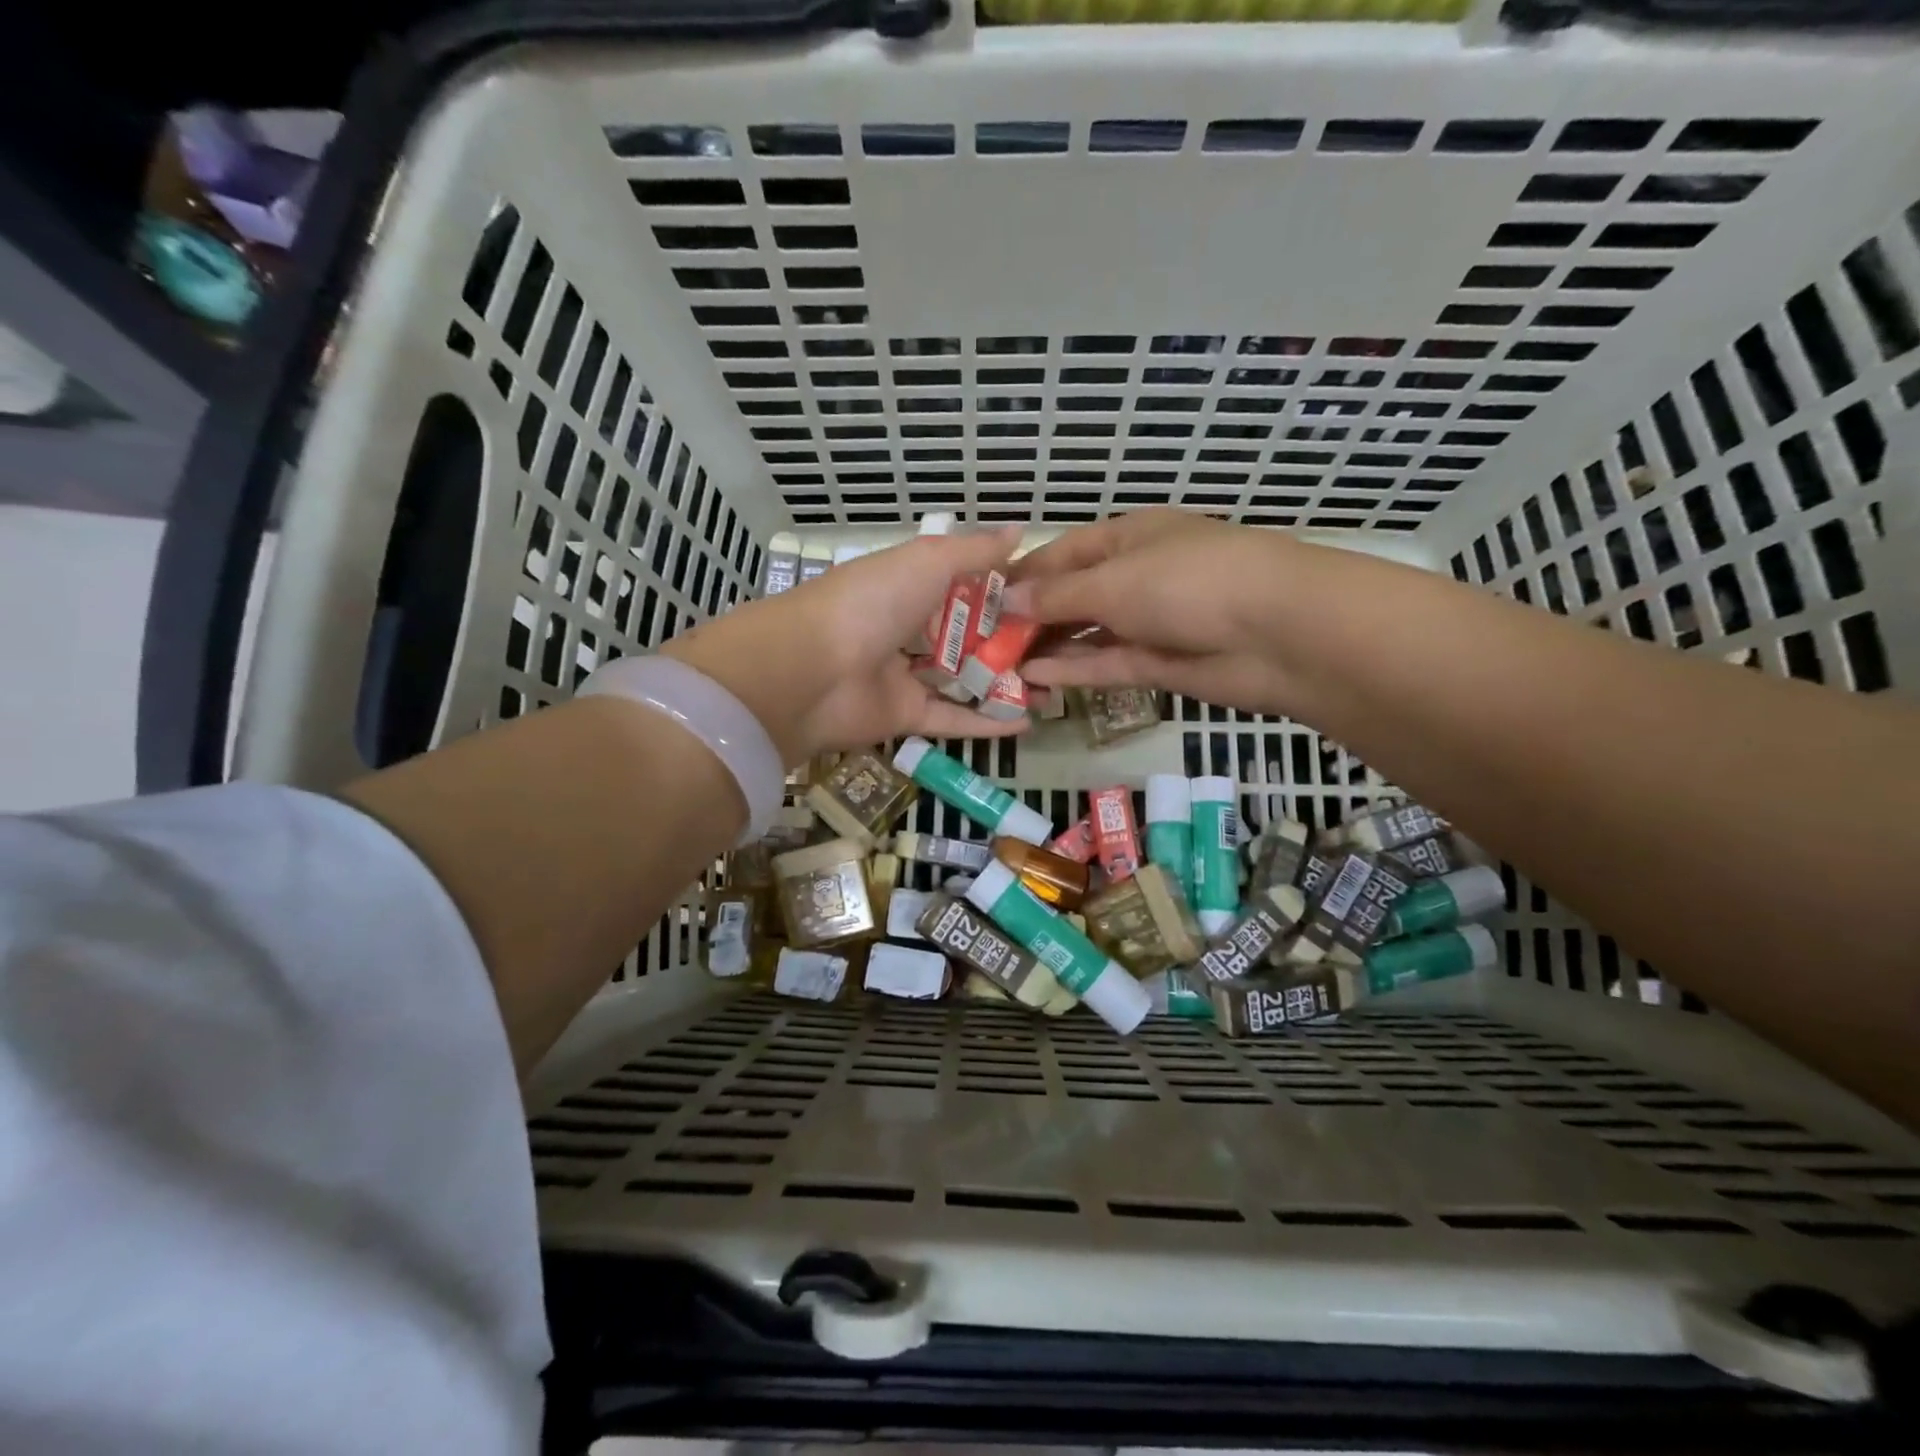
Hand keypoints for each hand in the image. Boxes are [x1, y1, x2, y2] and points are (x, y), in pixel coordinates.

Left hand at [662, 528, 1028, 764]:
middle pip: (966, 636)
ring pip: (962, 679)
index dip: (1004, 591)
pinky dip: (987, 722)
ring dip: (1005, 683)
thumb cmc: (871, 602)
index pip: (964, 586)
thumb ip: (974, 550)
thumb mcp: (926, 560)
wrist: (810, 671)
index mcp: (908, 586)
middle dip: (1010, 642)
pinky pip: (952, 719)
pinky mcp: (904, 716)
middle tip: (1059, 648)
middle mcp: (907, 629)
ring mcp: (905, 675)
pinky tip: (1028, 722)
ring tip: (1054, 686)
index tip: (1048, 598)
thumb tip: (1018, 530)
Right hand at [1007, 509, 1331, 717]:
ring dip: (1048, 647)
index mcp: (1128, 537)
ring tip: (998, 667)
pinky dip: (1074, 670)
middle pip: (1073, 596)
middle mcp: (1136, 576)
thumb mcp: (1113, 580)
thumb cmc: (1188, 581)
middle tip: (981, 643)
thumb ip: (1056, 595)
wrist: (1277, 632)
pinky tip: (1034, 679)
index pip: (1063, 553)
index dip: (1022, 574)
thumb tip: (1005, 598)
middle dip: (1031, 616)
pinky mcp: (1160, 664)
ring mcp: (1149, 622)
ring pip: (1087, 634)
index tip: (979, 599)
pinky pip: (1107, 664)